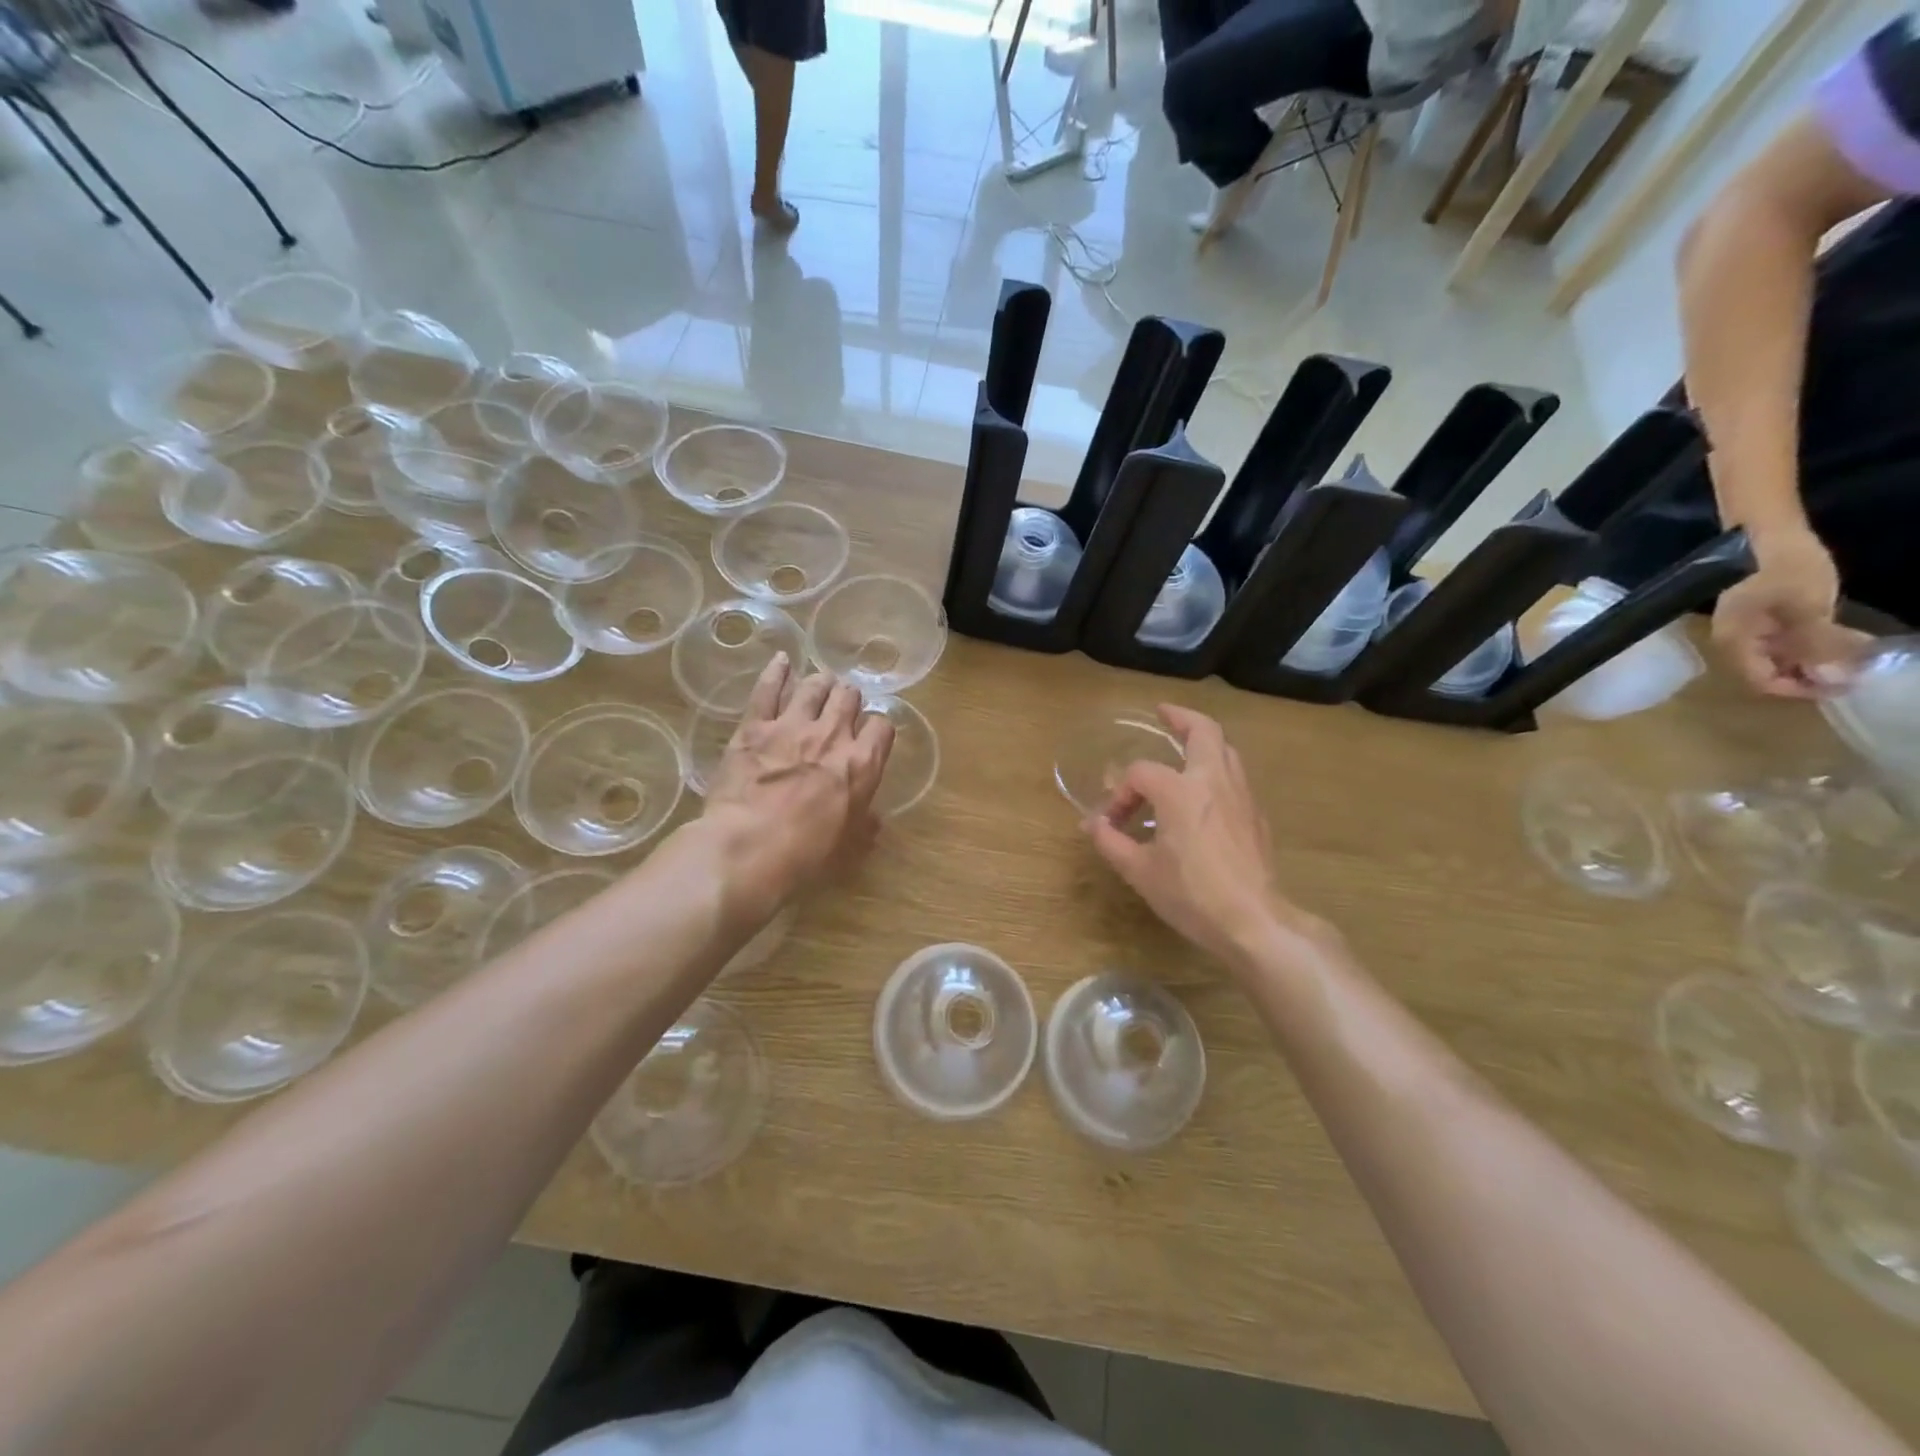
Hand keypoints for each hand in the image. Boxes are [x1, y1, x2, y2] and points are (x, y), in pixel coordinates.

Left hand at [699, 655, 893, 918]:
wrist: (747, 849)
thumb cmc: (803, 856)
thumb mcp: (846, 848)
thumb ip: (864, 827)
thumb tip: (875, 822)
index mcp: (861, 765)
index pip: (882, 728)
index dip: (877, 729)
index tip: (869, 737)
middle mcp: (832, 736)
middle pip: (849, 698)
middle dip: (849, 700)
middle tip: (841, 709)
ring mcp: (792, 726)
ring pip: (815, 685)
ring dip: (821, 684)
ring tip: (819, 686)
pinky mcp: (755, 726)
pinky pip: (768, 688)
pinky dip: (777, 671)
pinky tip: (781, 661)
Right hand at [1083, 705, 1318, 969]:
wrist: (1254, 921)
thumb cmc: (1192, 894)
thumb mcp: (1140, 871)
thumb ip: (1112, 842)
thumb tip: (1092, 825)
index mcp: (1180, 791)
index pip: (1140, 774)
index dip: (1119, 794)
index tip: (1110, 823)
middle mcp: (1213, 781)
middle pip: (1203, 730)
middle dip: (1181, 717)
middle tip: (1163, 714)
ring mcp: (1241, 795)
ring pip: (1226, 750)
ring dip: (1203, 742)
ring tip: (1184, 749)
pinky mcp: (1256, 815)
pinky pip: (1235, 776)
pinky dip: (1216, 769)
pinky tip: (1204, 793)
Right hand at [1711, 529, 1867, 697]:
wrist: (1765, 533)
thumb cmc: (1782, 569)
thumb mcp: (1807, 606)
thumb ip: (1817, 644)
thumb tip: (1832, 679)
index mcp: (1736, 643)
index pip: (1763, 681)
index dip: (1801, 688)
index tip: (1845, 685)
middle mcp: (1736, 643)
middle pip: (1771, 673)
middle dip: (1813, 674)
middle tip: (1858, 670)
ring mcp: (1748, 631)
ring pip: (1781, 659)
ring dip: (1818, 660)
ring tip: (1857, 653)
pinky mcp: (1762, 619)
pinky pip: (1785, 643)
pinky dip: (1813, 646)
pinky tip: (1841, 637)